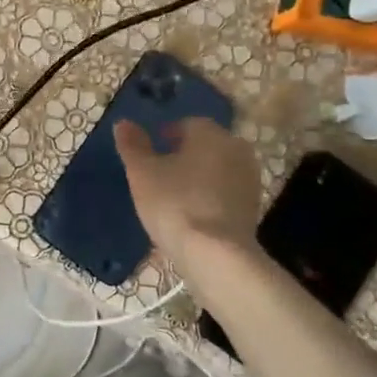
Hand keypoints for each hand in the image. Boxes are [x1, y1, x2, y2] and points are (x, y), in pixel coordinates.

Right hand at [114, 116, 261, 260]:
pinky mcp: (254, 206)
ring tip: (174, 196)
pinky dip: (210, 196)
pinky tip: (192, 214)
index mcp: (210, 133)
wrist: (216, 254)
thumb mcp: (141, 173)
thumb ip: (132, 145)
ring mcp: (249, 178)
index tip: (150, 155)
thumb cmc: (174, 203)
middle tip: (160, 175)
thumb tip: (123, 123)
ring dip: (198, 176)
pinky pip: (226, 192)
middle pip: (205, 145)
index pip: (186, 124)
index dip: (166, 136)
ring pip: (217, 169)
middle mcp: (236, 148)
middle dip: (184, 155)